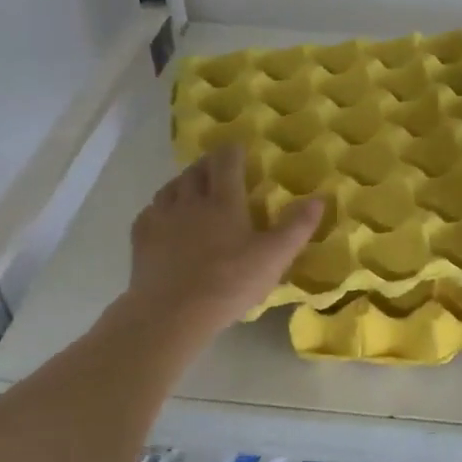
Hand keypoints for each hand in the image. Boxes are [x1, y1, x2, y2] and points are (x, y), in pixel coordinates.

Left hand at [128, 145, 322, 338]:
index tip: (238, 148)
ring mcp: (161, 218)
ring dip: (183, 183)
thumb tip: (319, 198)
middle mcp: (190, 201)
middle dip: (208, 165)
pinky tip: (165, 219)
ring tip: (192, 189)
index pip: (226, 162)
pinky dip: (161, 208)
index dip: (233, 151)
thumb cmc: (229, 283)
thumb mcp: (274, 257)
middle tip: (218, 169)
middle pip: (196, 171)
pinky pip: (150, 211)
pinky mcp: (141, 239)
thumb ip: (297, 227)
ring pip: (171, 188)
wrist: (171, 313)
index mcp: (223, 201)